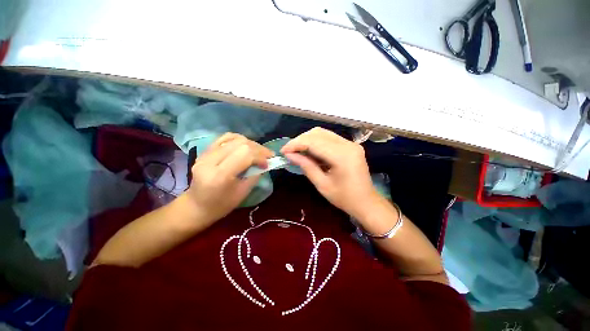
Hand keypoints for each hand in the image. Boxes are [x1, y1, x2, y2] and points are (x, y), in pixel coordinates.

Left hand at [186, 133, 273, 223]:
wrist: (197, 206)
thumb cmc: (221, 205)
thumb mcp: (243, 193)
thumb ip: (255, 175)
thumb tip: (265, 163)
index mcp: (220, 176)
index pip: (245, 155)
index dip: (260, 156)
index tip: (268, 163)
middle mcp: (210, 161)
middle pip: (240, 144)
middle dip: (258, 148)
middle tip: (268, 155)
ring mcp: (205, 154)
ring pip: (233, 138)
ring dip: (250, 143)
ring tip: (258, 151)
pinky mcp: (205, 151)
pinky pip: (224, 138)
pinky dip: (239, 140)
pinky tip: (246, 145)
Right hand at [281, 127, 378, 218]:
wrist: (366, 202)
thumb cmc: (344, 198)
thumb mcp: (322, 185)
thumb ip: (306, 166)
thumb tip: (289, 154)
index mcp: (342, 156)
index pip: (314, 142)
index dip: (296, 144)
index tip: (283, 151)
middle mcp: (348, 144)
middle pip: (318, 133)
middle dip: (300, 140)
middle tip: (289, 151)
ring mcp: (351, 143)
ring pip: (323, 133)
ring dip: (307, 140)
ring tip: (297, 151)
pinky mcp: (350, 145)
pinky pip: (329, 138)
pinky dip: (316, 142)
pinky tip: (310, 151)